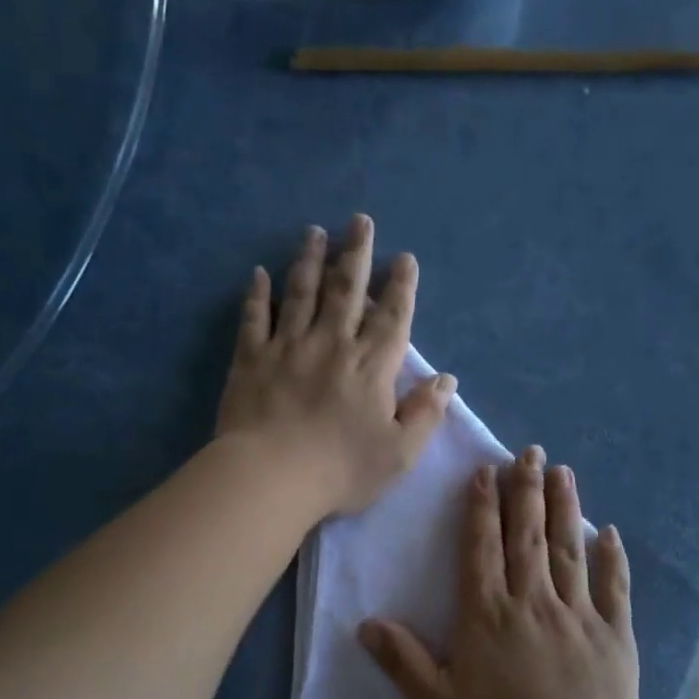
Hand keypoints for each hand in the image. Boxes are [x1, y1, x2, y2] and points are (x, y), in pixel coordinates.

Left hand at [217, 214, 456, 517]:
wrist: (272, 477)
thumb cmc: (341, 470)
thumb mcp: (400, 452)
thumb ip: (425, 414)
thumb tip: (447, 380)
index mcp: (370, 367)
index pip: (392, 318)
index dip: (400, 287)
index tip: (404, 259)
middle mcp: (332, 344)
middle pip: (347, 291)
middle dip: (357, 254)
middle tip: (360, 222)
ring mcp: (288, 348)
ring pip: (301, 293)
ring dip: (310, 261)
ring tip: (315, 232)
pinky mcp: (251, 360)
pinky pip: (254, 319)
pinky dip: (257, 294)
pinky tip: (259, 273)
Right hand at [359, 446, 639, 698]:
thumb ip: (403, 661)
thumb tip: (366, 624)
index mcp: (488, 613)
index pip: (482, 547)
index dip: (482, 507)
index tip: (486, 471)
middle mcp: (532, 600)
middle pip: (527, 535)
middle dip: (526, 490)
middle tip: (529, 452)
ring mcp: (577, 612)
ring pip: (568, 548)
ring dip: (565, 507)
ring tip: (563, 471)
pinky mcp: (613, 632)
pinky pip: (612, 585)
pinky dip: (611, 557)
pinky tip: (609, 533)